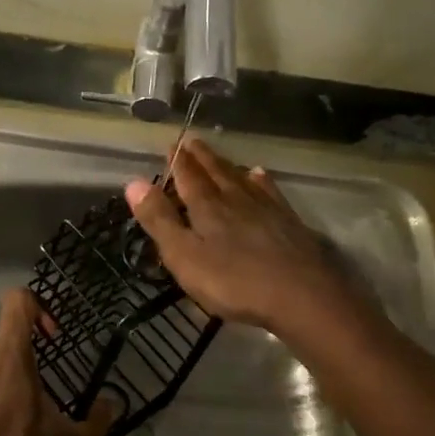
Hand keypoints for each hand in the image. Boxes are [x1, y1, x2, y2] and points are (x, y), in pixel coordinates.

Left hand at [0, 288, 116, 435]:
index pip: (18, 300)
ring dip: (2, 374)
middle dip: (23, 355)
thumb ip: (94, 423)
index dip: (38, 308)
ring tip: (14, 412)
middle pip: (5, 334)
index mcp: (8, 352)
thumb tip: (113, 407)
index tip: (50, 338)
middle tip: (37, 389)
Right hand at [124, 138, 362, 334]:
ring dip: (226, 165)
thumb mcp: (184, 256)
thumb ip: (159, 220)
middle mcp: (235, 198)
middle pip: (215, 171)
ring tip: (218, 156)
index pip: (188, 176)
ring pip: (241, 178)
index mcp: (206, 206)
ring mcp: (265, 208)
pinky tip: (260, 175)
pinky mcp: (287, 221)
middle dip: (200, 157)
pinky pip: (269, 191)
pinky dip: (260, 180)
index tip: (172, 144)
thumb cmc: (233, 281)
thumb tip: (133, 182)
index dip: (178, 160)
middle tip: (192, 141)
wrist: (300, 294)